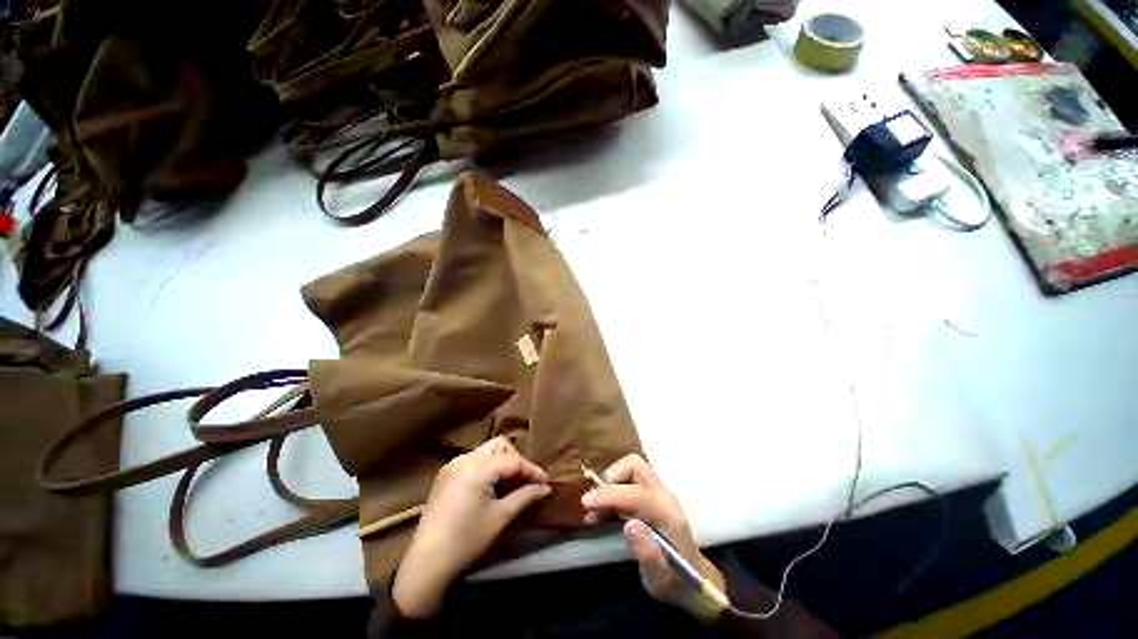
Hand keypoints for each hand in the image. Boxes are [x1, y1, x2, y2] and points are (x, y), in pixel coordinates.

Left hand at [393, 437, 549, 617]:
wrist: (427, 562)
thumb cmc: (467, 540)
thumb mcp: (500, 517)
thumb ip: (525, 496)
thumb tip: (545, 488)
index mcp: (478, 468)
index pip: (513, 460)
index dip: (532, 470)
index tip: (545, 481)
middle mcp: (465, 459)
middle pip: (499, 445)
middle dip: (515, 459)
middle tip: (525, 480)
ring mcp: (453, 464)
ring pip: (486, 451)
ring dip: (501, 461)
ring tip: (510, 483)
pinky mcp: (445, 474)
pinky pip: (473, 460)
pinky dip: (486, 467)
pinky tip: (490, 485)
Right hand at [581, 454, 725, 618]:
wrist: (692, 579)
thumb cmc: (674, 580)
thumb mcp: (660, 578)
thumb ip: (647, 553)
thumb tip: (629, 525)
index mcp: (668, 515)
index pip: (637, 493)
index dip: (610, 494)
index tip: (586, 503)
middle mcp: (664, 495)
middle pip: (635, 466)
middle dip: (610, 478)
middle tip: (594, 503)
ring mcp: (658, 491)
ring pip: (630, 469)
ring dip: (609, 483)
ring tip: (595, 510)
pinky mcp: (651, 494)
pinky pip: (629, 479)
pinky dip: (612, 489)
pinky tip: (601, 511)